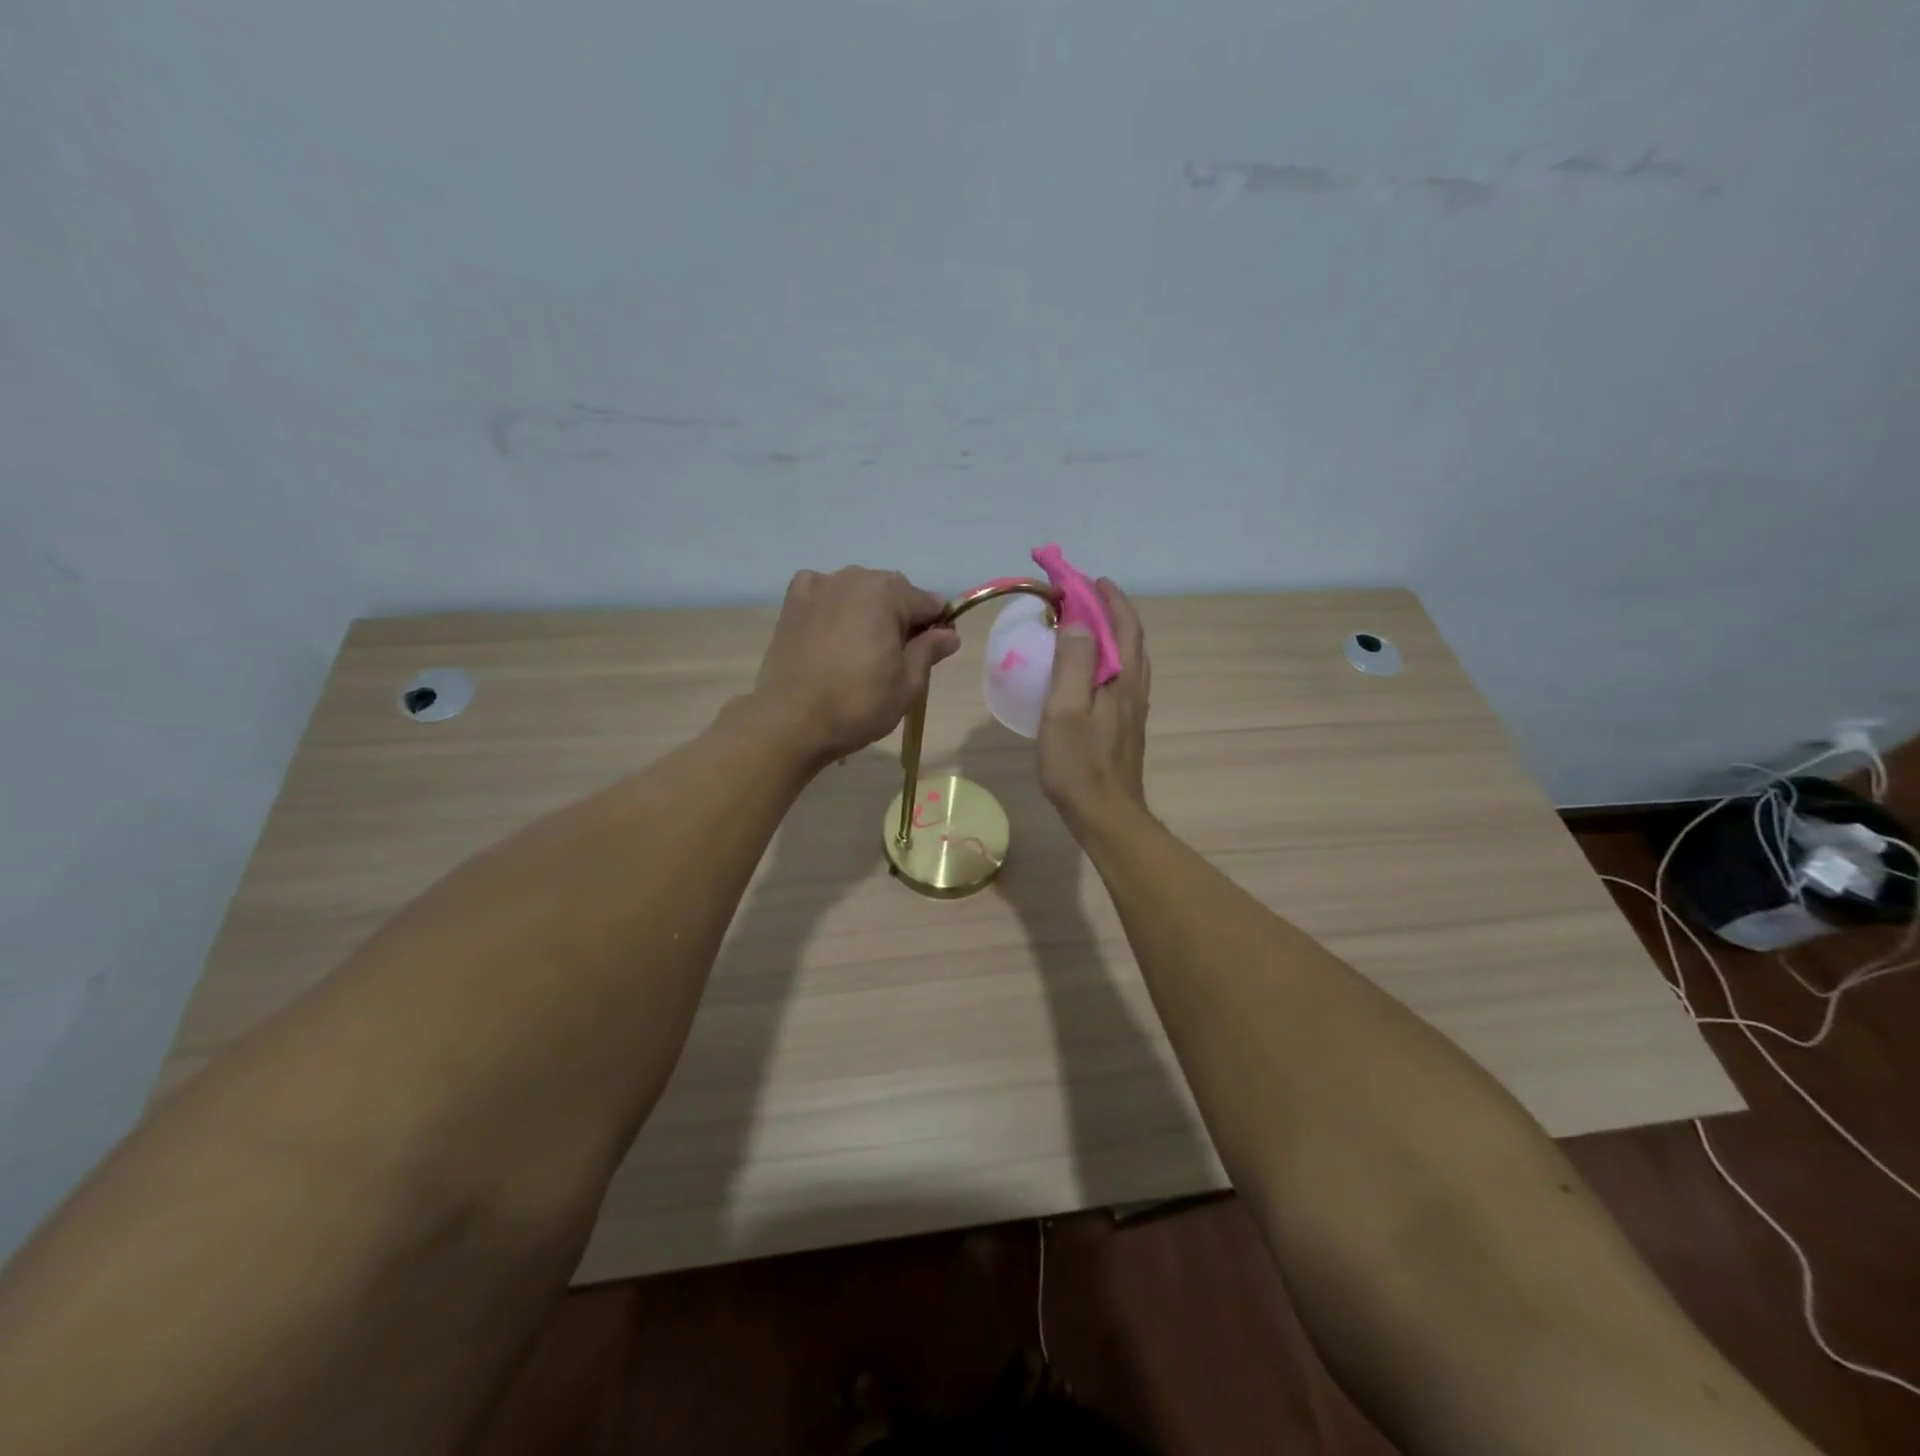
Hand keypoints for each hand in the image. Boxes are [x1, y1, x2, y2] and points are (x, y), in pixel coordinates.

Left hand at [753, 567, 960, 762]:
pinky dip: (833, 606)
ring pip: (858, 591)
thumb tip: (949, 634)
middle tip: (896, 658)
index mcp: (887, 593)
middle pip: (893, 592)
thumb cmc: (858, 704)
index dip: (937, 628)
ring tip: (861, 650)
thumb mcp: (908, 684)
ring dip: (867, 611)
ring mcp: (818, 586)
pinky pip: (823, 593)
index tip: (932, 655)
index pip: (928, 603)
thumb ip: (929, 651)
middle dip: (901, 617)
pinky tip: (831, 632)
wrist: (791, 721)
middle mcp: (853, 577)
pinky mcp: (792, 603)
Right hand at [1037, 578, 1150, 834]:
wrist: (1106, 815)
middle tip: (1078, 595)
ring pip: (1128, 655)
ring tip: (1083, 623)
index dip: (1102, 595)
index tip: (1077, 577)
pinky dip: (1107, 655)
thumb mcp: (1065, 710)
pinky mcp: (1126, 723)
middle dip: (1108, 607)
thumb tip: (1078, 621)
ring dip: (1110, 630)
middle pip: (1129, 635)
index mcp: (1122, 676)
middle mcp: (1135, 685)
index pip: (1120, 622)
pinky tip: (1088, 668)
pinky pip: (1121, 674)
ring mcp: (1134, 706)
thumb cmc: (1078, 764)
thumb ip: (1074, 664)